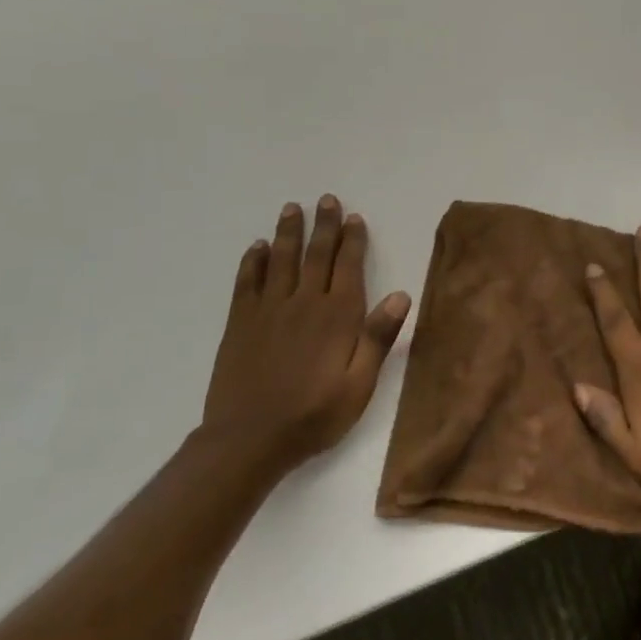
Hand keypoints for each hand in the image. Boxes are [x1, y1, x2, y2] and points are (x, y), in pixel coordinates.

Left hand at [200, 195, 411, 466]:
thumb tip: (401, 294)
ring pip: (281, 261)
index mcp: (338, 316)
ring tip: (292, 209)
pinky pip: (247, 283)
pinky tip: (257, 247)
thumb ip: (378, 337)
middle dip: (323, 226)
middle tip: (326, 199)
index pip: (348, 267)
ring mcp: (268, 311)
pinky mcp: (240, 324)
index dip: (352, 240)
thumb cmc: (315, 414)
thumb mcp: (360, 384)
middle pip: (315, 255)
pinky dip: (253, 262)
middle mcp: (304, 304)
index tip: (354, 217)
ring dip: (288, 233)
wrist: (249, 440)